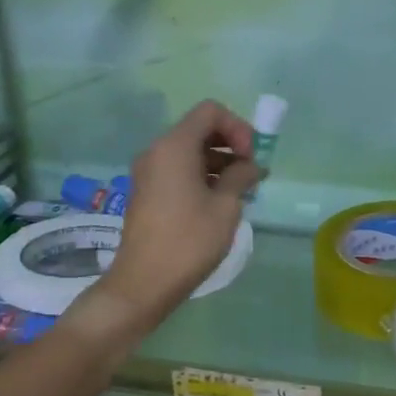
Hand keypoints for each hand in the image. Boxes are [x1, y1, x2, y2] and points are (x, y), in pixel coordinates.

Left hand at [93, 100, 262, 323]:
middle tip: (252, 172)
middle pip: (199, 128)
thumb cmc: (189, 241)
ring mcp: (149, 172)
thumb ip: (241, 176)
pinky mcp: (147, 191)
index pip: (210, 111)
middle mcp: (157, 151)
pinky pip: (179, 168)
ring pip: (190, 150)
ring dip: (219, 161)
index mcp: (174, 147)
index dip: (237, 127)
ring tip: (242, 189)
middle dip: (231, 143)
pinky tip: (221, 200)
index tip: (251, 157)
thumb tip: (250, 165)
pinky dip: (202, 174)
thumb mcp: (226, 206)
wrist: (144, 284)